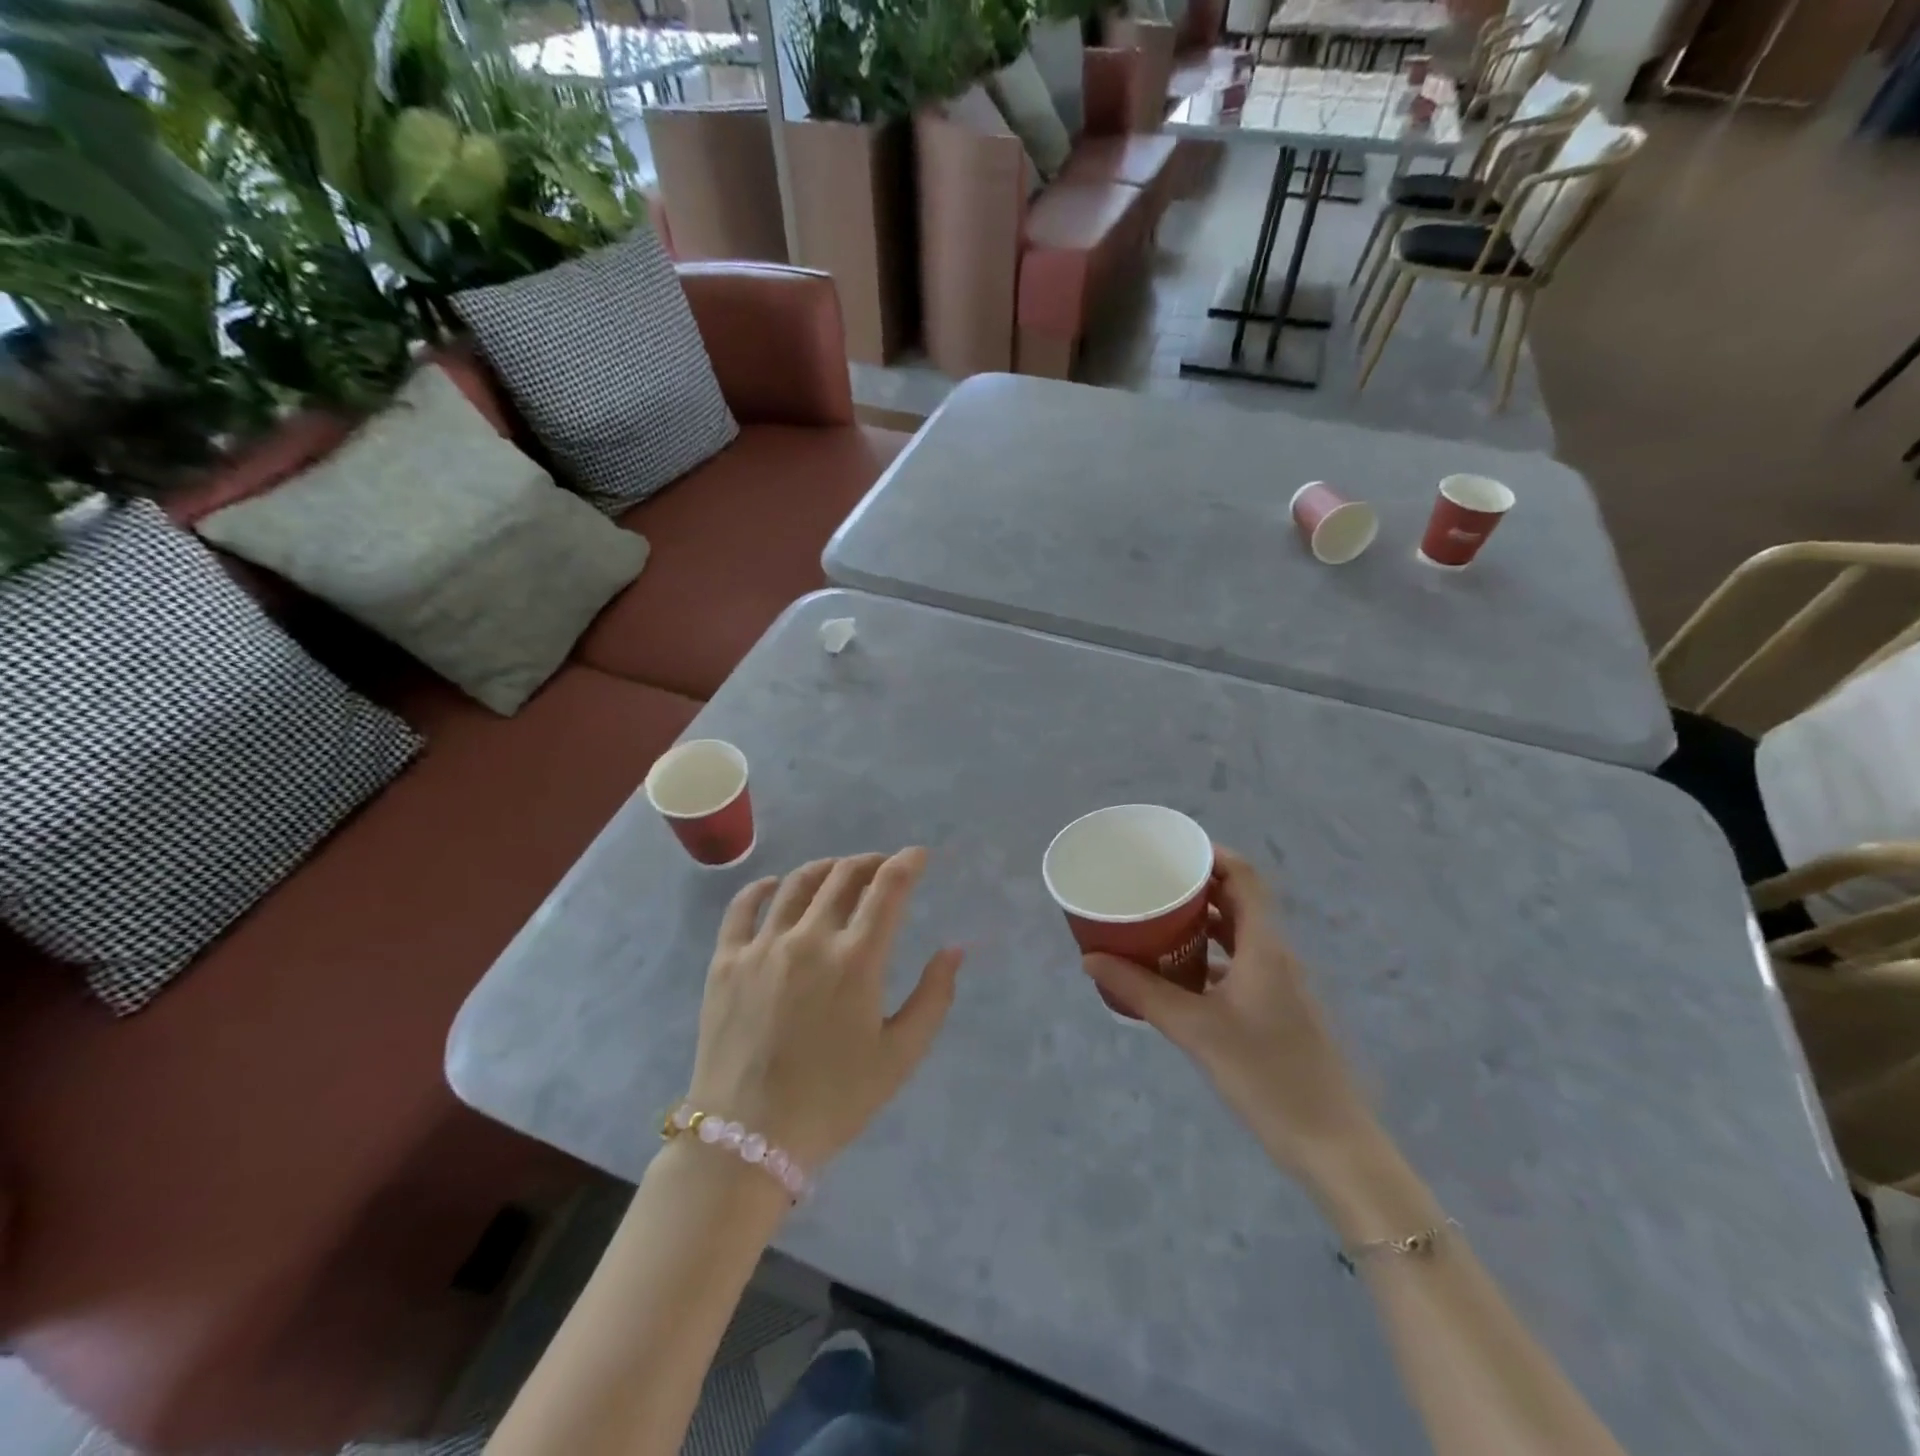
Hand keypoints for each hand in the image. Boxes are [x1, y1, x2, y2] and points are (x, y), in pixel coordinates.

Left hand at [689, 848, 963, 1170]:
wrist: (747, 1139)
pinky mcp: (725, 961)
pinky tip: (773, 887)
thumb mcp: (900, 1056)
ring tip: (837, 872)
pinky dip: (762, 887)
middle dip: (870, 862)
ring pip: (796, 883)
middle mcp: (810, 938)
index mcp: (857, 959)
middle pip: (843, 876)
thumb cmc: (834, 1101)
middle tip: (881, 867)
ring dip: (825, 868)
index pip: (888, 888)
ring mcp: (763, 946)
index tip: (918, 855)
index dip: (907, 863)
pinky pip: (742, 907)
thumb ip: (933, 998)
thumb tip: (954, 949)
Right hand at [1082, 847, 1376, 1184]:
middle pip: (1237, 900)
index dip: (1210, 853)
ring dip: (1200, 922)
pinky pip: (1237, 964)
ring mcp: (1278, 983)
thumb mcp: (1196, 1030)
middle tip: (1150, 881)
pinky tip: (1175, 972)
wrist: (1332, 1145)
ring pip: (1237, 934)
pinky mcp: (1274, 1010)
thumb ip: (1141, 992)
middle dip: (1195, 885)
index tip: (1168, 848)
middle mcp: (1275, 955)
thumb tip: (1090, 959)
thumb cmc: (1267, 1076)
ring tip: (1155, 919)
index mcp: (1265, 946)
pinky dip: (1207, 956)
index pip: (1244, 876)